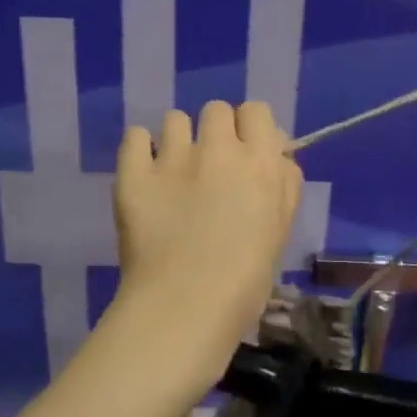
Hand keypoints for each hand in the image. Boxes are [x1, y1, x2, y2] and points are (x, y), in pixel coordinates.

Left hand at [112, 99, 303, 376]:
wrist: (184, 308)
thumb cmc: (245, 281)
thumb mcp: (280, 230)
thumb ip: (283, 185)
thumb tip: (277, 154)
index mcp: (260, 162)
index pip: (257, 111)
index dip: (251, 129)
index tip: (246, 152)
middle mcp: (218, 149)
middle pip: (217, 109)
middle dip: (216, 131)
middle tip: (211, 167)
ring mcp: (172, 158)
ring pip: (175, 119)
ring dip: (179, 140)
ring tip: (174, 173)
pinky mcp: (134, 173)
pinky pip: (136, 136)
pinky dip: (141, 150)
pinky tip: (146, 174)